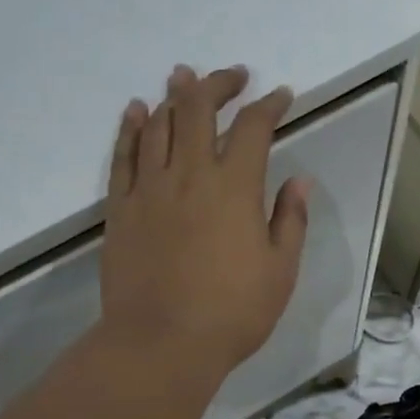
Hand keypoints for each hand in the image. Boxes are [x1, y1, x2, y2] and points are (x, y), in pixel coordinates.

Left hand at [99, 64, 309, 377]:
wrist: (161, 343)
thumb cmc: (232, 312)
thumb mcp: (280, 270)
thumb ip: (290, 220)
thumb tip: (298, 182)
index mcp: (236, 187)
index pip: (254, 127)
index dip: (270, 105)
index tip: (280, 96)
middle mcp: (191, 174)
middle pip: (200, 109)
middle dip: (218, 85)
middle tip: (233, 76)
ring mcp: (150, 188)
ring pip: (160, 124)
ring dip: (174, 95)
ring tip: (183, 76)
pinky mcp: (120, 207)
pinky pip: (123, 155)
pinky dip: (131, 127)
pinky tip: (137, 110)